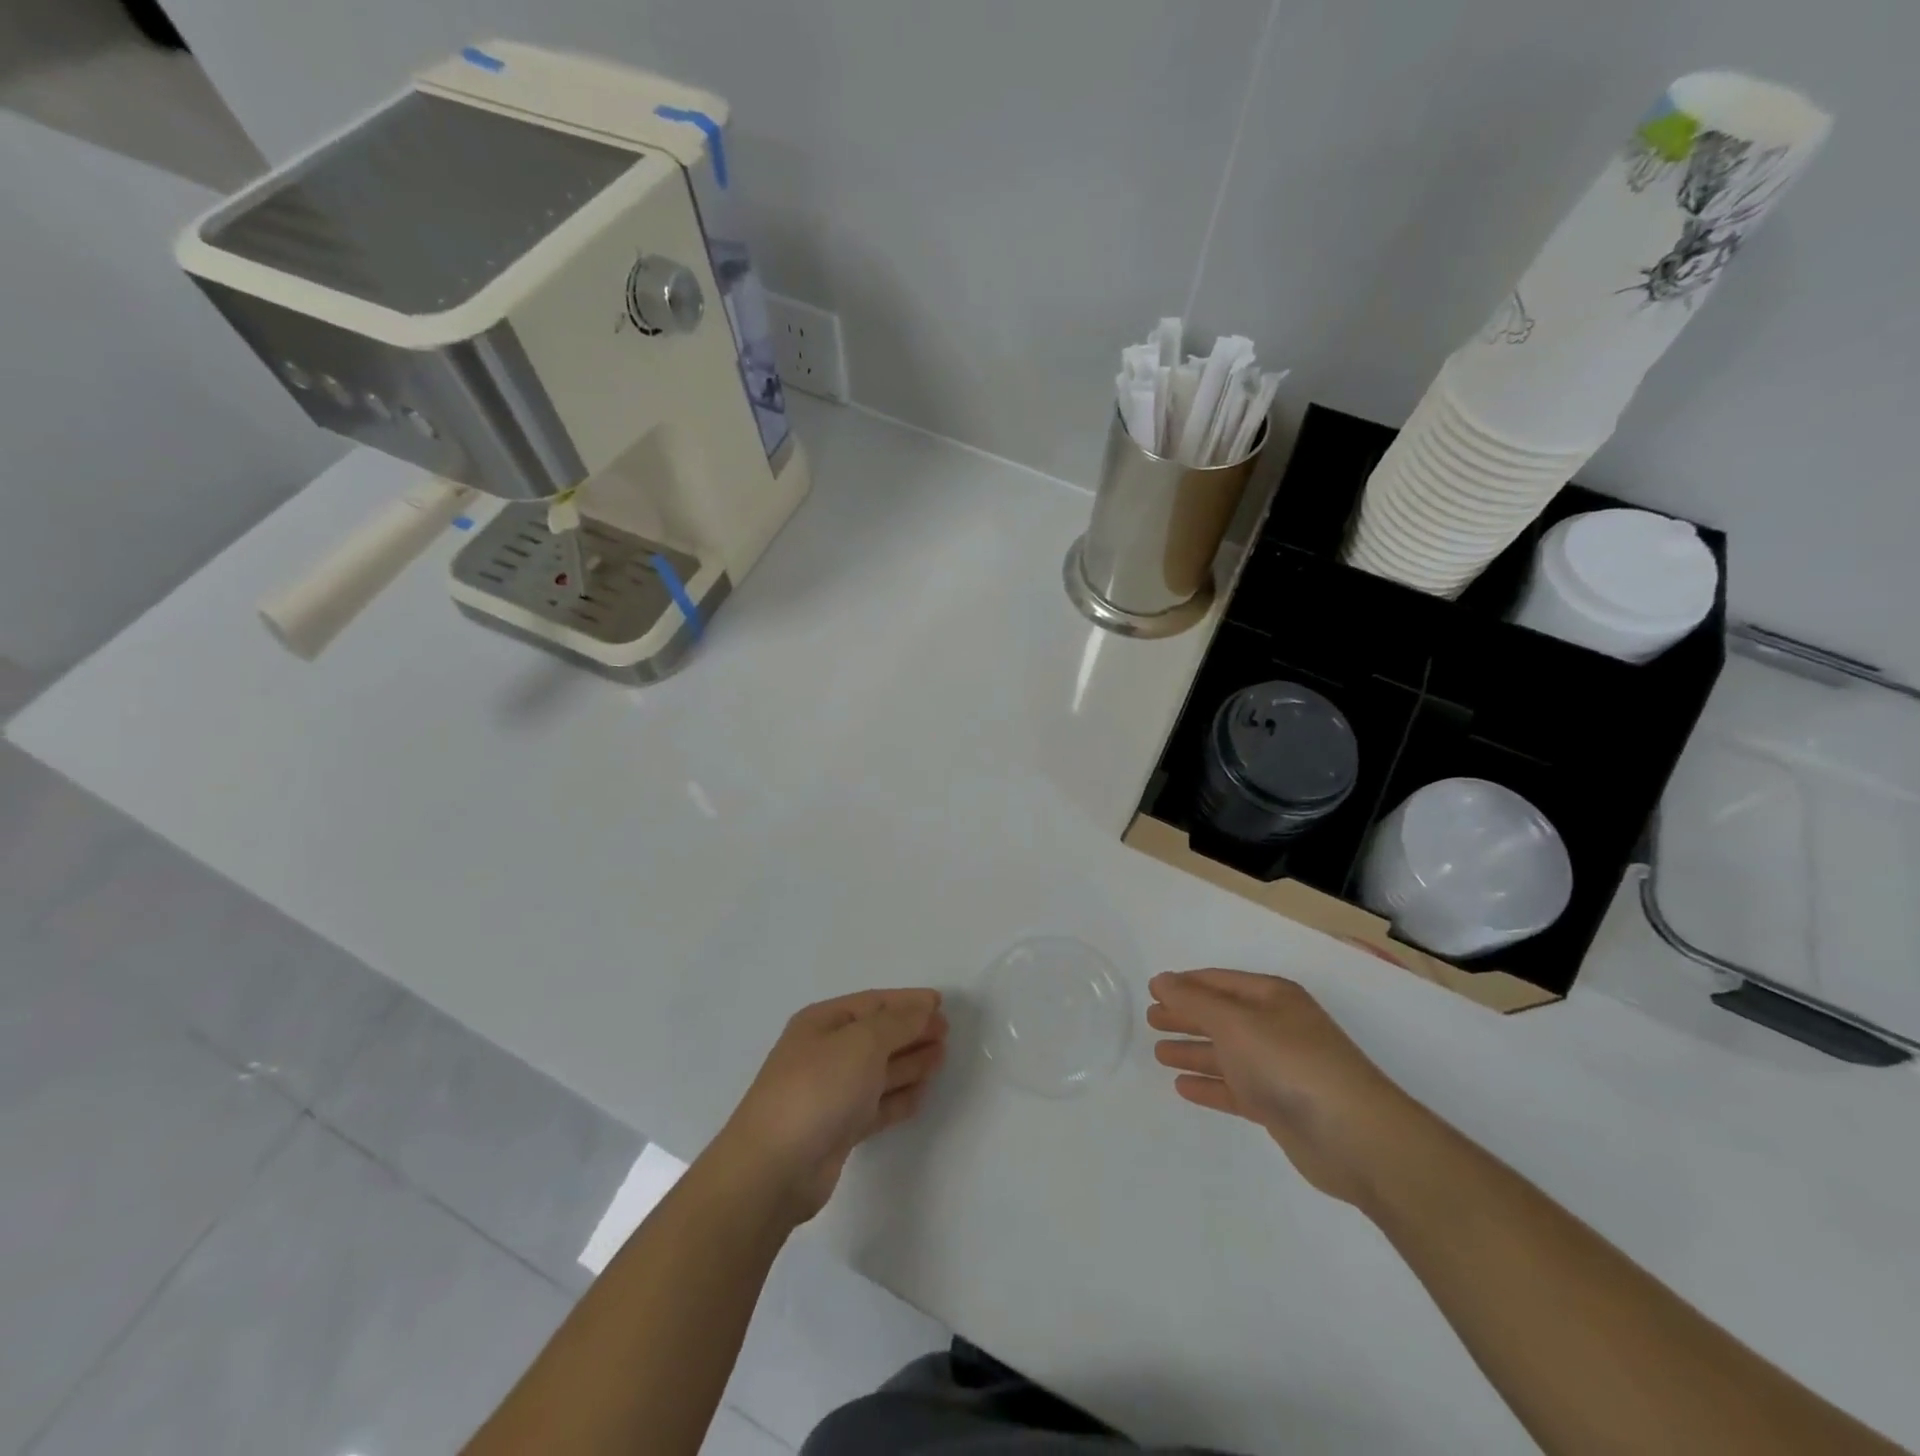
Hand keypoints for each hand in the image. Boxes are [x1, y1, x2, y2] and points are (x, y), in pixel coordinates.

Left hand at [717, 989, 947, 1224]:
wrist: (775, 1167)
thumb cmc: (818, 1088)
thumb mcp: (862, 1042)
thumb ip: (898, 1023)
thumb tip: (923, 1008)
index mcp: (822, 1022)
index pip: (873, 1003)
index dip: (907, 1001)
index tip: (941, 1003)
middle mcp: (825, 1053)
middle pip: (877, 1036)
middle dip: (911, 1031)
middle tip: (947, 1032)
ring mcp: (831, 1093)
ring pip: (878, 1071)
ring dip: (910, 1062)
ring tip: (941, 1057)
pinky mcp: (838, 1130)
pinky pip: (876, 1105)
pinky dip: (899, 1098)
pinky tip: (921, 1094)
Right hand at [1148, 969, 1423, 1205]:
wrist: (1356, 1137)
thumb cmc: (1290, 1063)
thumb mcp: (1234, 1022)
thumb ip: (1193, 1001)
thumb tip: (1161, 981)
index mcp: (1271, 997)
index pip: (1217, 982)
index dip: (1184, 985)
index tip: (1151, 990)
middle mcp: (1275, 1027)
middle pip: (1221, 1016)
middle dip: (1186, 1016)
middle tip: (1150, 1020)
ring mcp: (1279, 1068)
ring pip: (1226, 1054)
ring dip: (1194, 1051)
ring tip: (1158, 1053)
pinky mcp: (1280, 1107)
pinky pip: (1235, 1088)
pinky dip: (1210, 1085)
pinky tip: (1183, 1087)